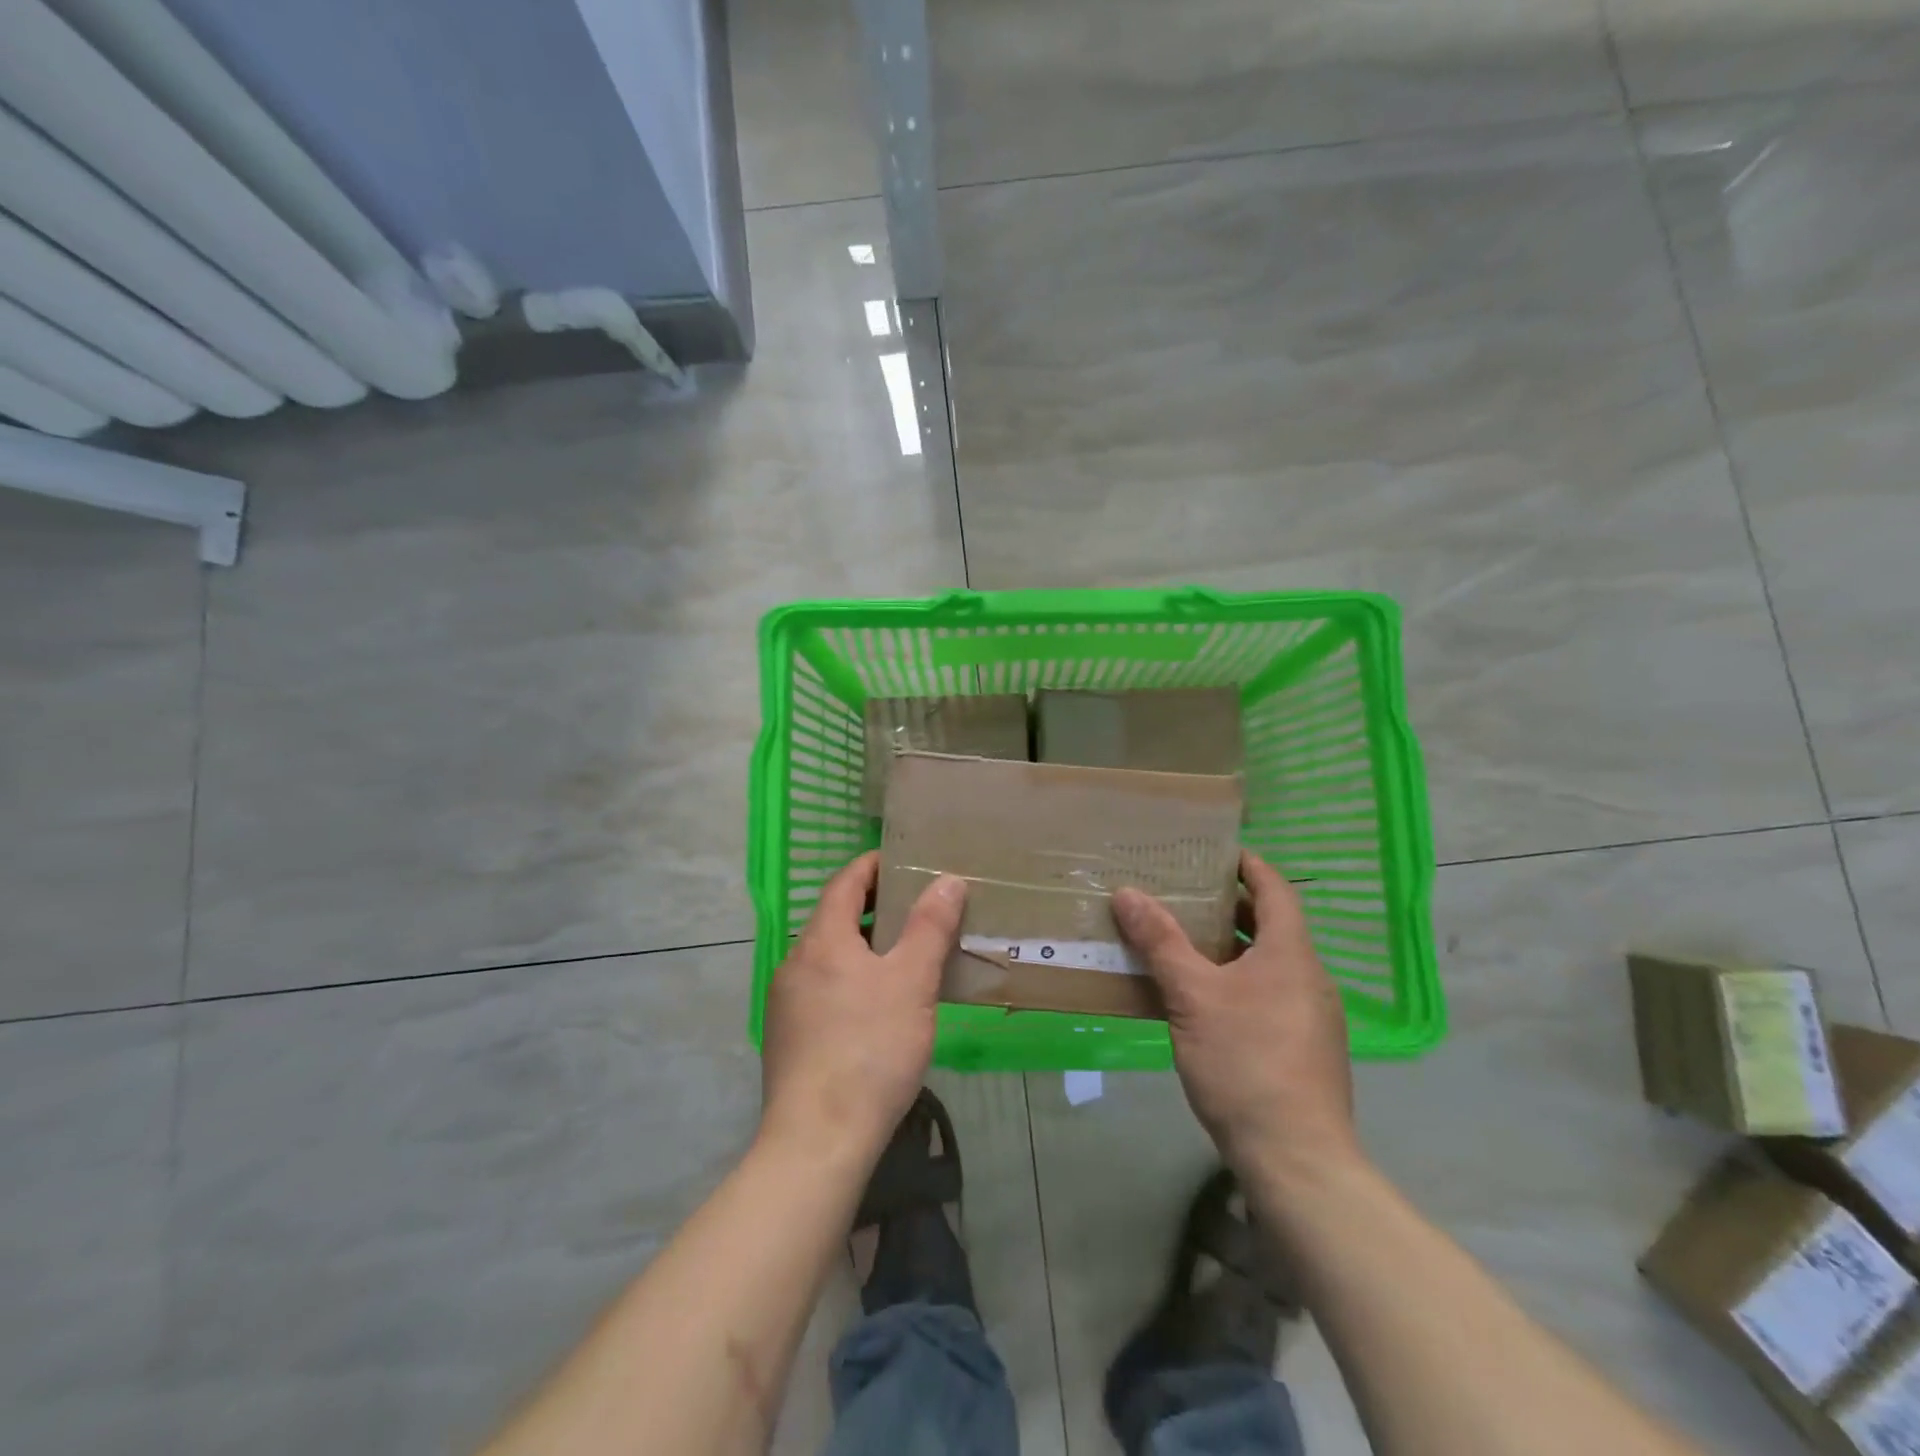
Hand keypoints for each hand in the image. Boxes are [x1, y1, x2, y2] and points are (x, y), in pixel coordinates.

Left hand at [759, 851, 966, 1167]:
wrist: (818, 1140)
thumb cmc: (871, 1048)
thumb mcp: (912, 981)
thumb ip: (930, 926)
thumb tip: (947, 879)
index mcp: (822, 940)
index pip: (845, 882)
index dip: (873, 866)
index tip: (904, 861)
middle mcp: (795, 962)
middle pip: (834, 918)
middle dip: (874, 907)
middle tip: (917, 909)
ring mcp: (785, 1002)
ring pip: (828, 957)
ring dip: (863, 947)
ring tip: (903, 957)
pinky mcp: (787, 1038)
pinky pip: (822, 989)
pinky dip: (850, 979)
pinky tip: (876, 1007)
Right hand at [1114, 850, 1358, 1180]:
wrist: (1296, 1158)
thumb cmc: (1246, 1062)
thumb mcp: (1192, 996)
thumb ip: (1161, 941)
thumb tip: (1127, 893)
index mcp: (1291, 953)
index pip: (1276, 889)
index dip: (1249, 865)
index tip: (1215, 851)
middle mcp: (1309, 977)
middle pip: (1272, 925)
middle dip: (1230, 905)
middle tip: (1184, 892)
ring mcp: (1311, 1016)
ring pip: (1268, 963)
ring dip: (1231, 946)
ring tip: (1184, 939)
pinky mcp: (1304, 1048)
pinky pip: (1269, 994)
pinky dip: (1238, 980)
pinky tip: (1202, 998)